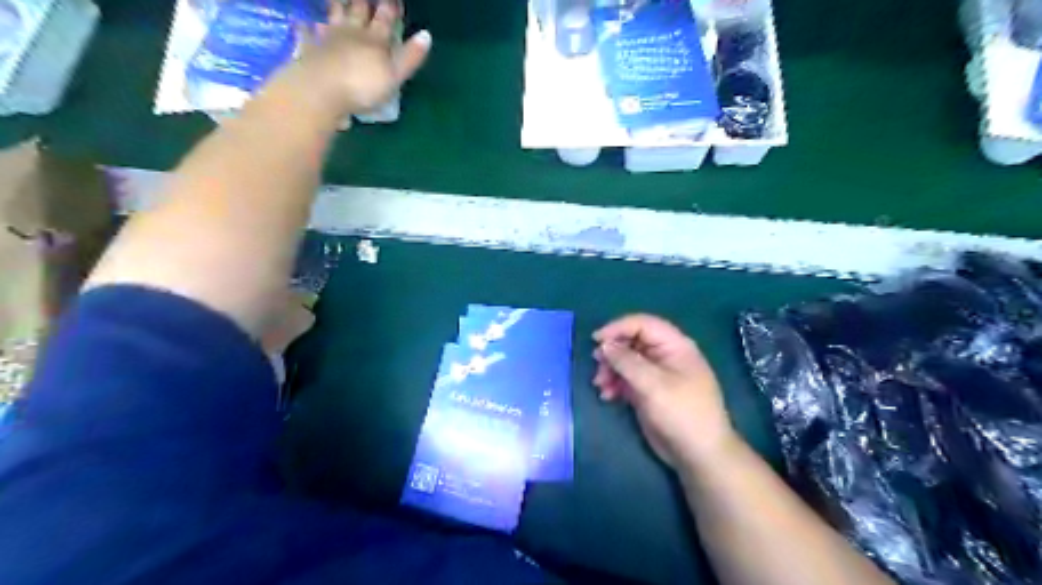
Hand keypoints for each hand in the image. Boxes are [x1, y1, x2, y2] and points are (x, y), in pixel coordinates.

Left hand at [282, 1, 432, 116]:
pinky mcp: (308, 49)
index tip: (394, 1)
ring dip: (337, 6)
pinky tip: (302, 21)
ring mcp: (327, 39)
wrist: (321, 92)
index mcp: (375, 41)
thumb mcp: (394, 76)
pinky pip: (306, 33)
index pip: (386, 19)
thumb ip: (410, 56)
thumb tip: (426, 35)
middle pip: (358, 12)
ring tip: (338, 0)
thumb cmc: (362, 88)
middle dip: (364, 3)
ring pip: (334, 16)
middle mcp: (351, 33)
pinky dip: (305, 26)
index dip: (391, 9)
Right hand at [593, 316, 730, 469]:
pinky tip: (607, 396)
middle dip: (612, 352)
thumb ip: (627, 361)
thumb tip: (604, 345)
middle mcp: (665, 355)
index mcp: (674, 345)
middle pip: (632, 341)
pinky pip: (627, 378)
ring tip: (600, 385)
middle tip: (597, 366)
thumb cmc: (681, 413)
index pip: (643, 324)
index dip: (618, 327)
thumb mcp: (653, 385)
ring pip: (626, 360)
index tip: (596, 340)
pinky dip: (615, 384)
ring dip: (610, 370)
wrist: (699, 454)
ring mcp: (657, 374)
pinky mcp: (649, 391)